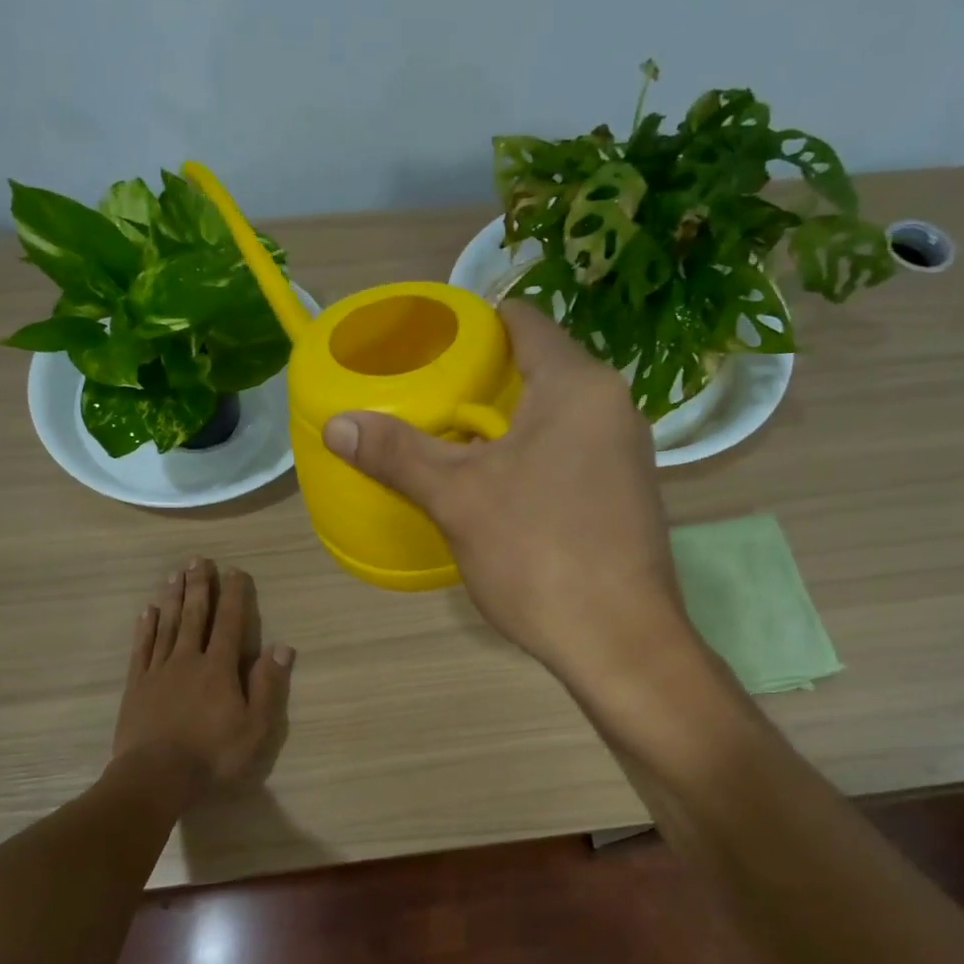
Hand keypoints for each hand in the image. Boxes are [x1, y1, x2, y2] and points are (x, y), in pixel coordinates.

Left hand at [112, 559, 293, 795]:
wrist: (155, 777)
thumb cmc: (212, 755)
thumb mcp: (255, 727)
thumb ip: (267, 685)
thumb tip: (282, 647)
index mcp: (219, 668)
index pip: (229, 623)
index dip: (234, 595)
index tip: (235, 571)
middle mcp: (188, 660)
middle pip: (195, 616)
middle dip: (199, 586)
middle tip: (198, 559)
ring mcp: (158, 671)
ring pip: (167, 625)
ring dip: (173, 598)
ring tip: (174, 574)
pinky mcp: (136, 686)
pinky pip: (142, 648)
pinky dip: (146, 627)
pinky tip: (147, 611)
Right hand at [321, 301, 686, 684]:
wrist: (619, 642)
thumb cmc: (538, 554)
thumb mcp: (457, 499)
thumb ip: (398, 454)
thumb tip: (337, 425)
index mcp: (577, 385)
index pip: (523, 320)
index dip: (473, 324)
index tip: (429, 343)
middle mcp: (612, 407)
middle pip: (539, 367)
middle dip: (482, 379)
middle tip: (427, 396)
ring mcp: (626, 453)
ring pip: (555, 415)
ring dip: (506, 422)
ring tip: (451, 440)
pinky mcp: (626, 495)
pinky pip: (570, 452)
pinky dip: (532, 455)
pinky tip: (498, 486)